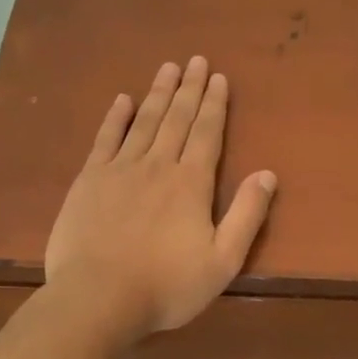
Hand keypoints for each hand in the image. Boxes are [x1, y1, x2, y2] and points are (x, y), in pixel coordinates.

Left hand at [45, 56, 276, 345]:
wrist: (98, 298)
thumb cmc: (167, 286)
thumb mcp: (223, 261)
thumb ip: (247, 215)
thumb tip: (268, 174)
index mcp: (191, 183)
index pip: (207, 133)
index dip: (215, 104)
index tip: (219, 77)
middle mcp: (158, 166)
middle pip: (176, 119)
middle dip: (189, 89)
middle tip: (196, 60)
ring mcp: (119, 170)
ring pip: (143, 122)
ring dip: (157, 93)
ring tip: (168, 68)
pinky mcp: (89, 181)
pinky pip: (105, 139)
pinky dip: (115, 118)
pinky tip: (122, 100)